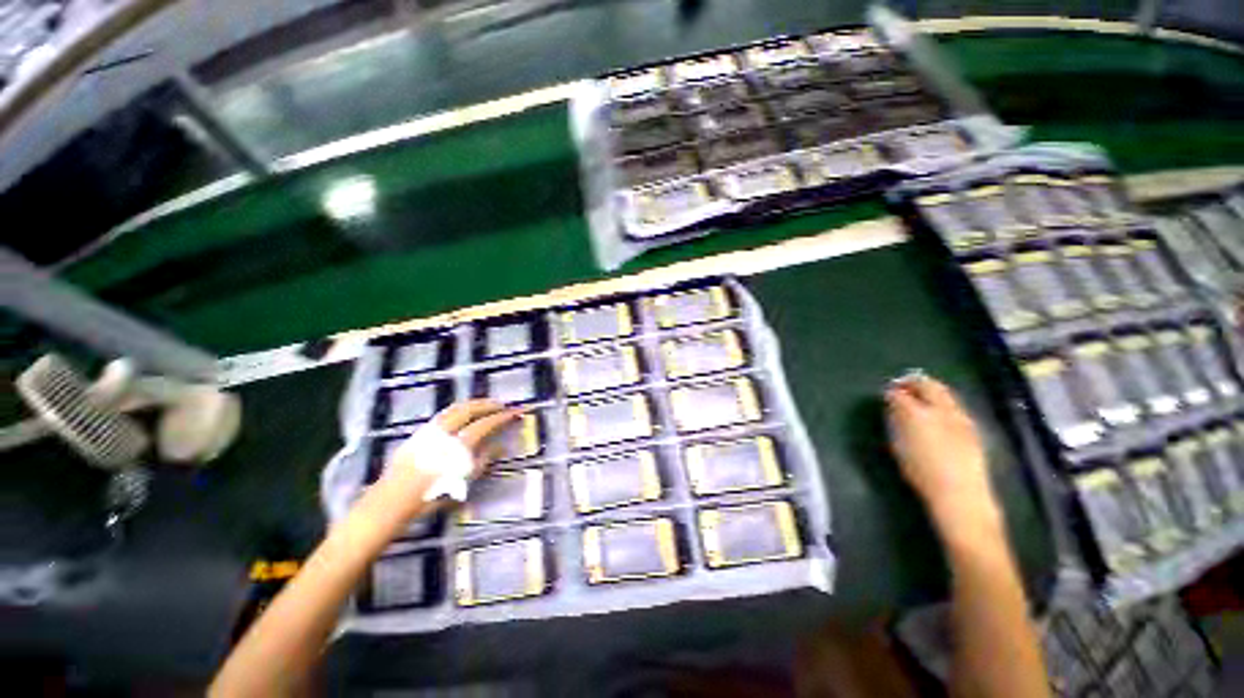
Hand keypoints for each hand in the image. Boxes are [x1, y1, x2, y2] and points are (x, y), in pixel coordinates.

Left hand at [371, 400, 519, 523]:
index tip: (515, 411)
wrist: (392, 501)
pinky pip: (443, 414)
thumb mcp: (462, 481)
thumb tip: (498, 446)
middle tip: (501, 404)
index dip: (502, 417)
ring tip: (484, 404)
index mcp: (458, 445)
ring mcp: (430, 430)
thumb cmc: (431, 495)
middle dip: (487, 404)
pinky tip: (461, 414)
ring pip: (454, 408)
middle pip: (469, 409)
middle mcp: (445, 432)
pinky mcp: (419, 432)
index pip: (485, 424)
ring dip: (472, 403)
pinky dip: (458, 409)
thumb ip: (482, 460)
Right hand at [884, 374, 1000, 535]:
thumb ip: (897, 421)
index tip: (887, 392)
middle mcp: (942, 410)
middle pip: (929, 385)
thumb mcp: (899, 446)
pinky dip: (943, 402)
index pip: (901, 393)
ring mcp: (961, 418)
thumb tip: (894, 406)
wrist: (960, 495)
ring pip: (945, 393)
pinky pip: (955, 406)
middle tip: (903, 385)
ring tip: (919, 397)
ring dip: (931, 390)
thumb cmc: (921, 473)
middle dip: (915, 382)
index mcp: (918, 414)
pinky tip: (938, 413)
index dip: (892, 391)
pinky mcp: (973, 428)